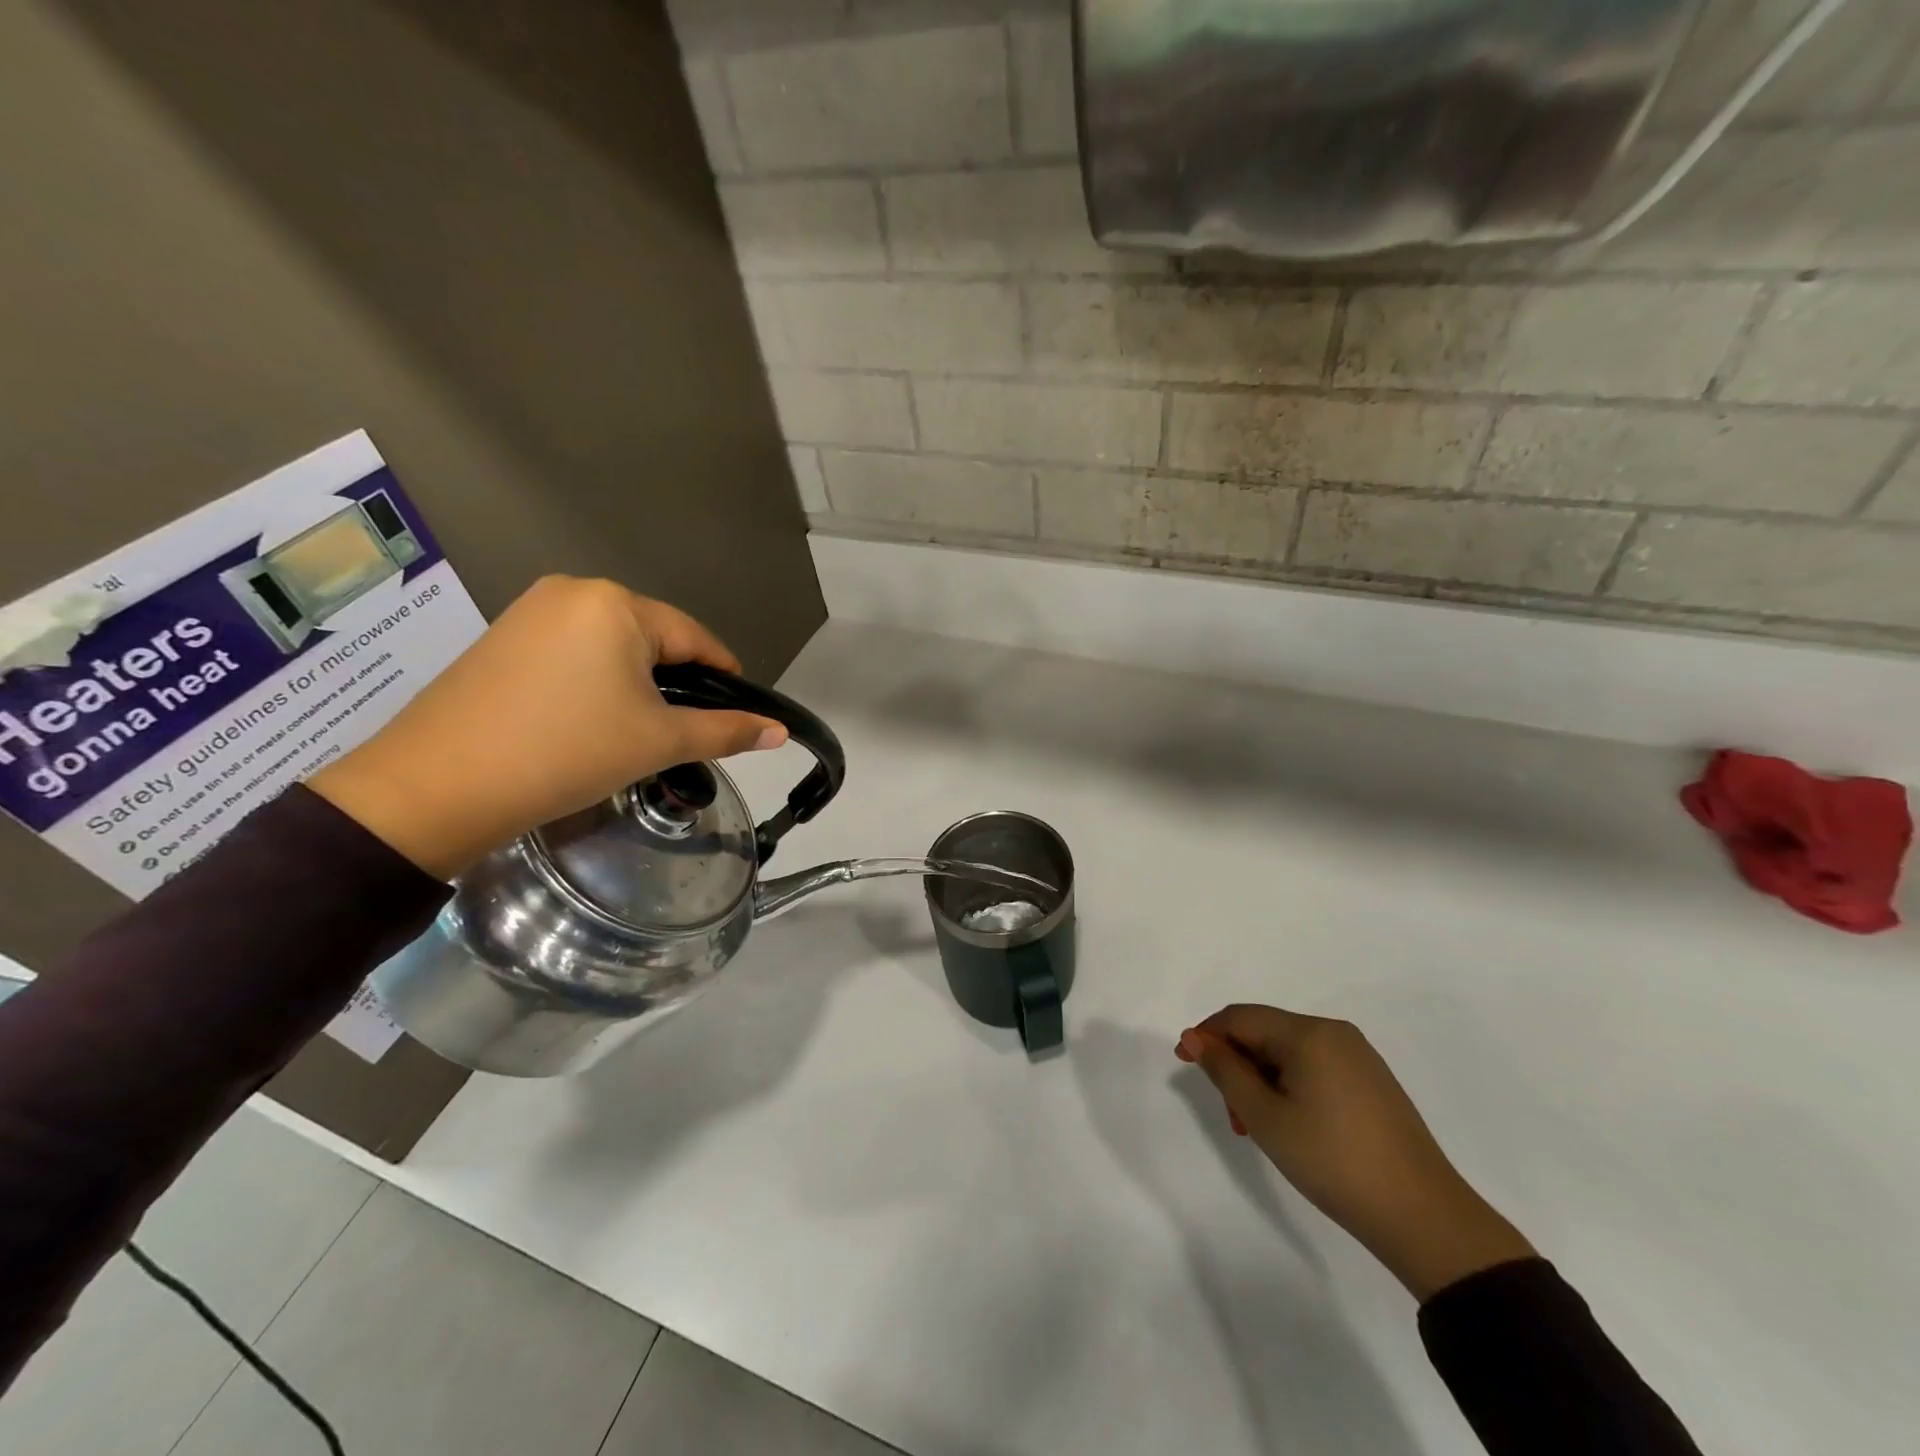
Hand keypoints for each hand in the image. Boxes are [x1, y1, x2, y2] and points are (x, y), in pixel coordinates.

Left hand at [310, 576, 785, 879]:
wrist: (436, 788)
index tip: (738, 715)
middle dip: (676, 682)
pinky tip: (590, 721)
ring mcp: (530, 612)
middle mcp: (573, 591)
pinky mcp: (501, 638)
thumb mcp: (658, 742)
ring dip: (636, 684)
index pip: (695, 638)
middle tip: (682, 732)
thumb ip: (726, 731)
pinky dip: (595, 683)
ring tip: (637, 732)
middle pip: (653, 639)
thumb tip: (779, 731)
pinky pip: (573, 653)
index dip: (724, 676)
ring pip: (612, 647)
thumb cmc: (567, 752)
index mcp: (616, 604)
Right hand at [1177, 1005, 1533, 1300]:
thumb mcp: (1265, 1117)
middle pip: (1264, 1033)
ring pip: (1289, 1052)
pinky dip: (1290, 1087)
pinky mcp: (1373, 1082)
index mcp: (1308, 1033)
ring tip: (1259, 1129)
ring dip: (1261, 1080)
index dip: (1206, 1035)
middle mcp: (1335, 1032)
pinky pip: (1315, 1067)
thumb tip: (1195, 1037)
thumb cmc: (1333, 1160)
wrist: (1423, 1217)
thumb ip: (1225, 1070)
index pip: (1240, 1017)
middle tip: (1232, 1116)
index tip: (1183, 1064)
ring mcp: (1358, 1057)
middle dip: (1237, 1066)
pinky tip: (1291, 1124)